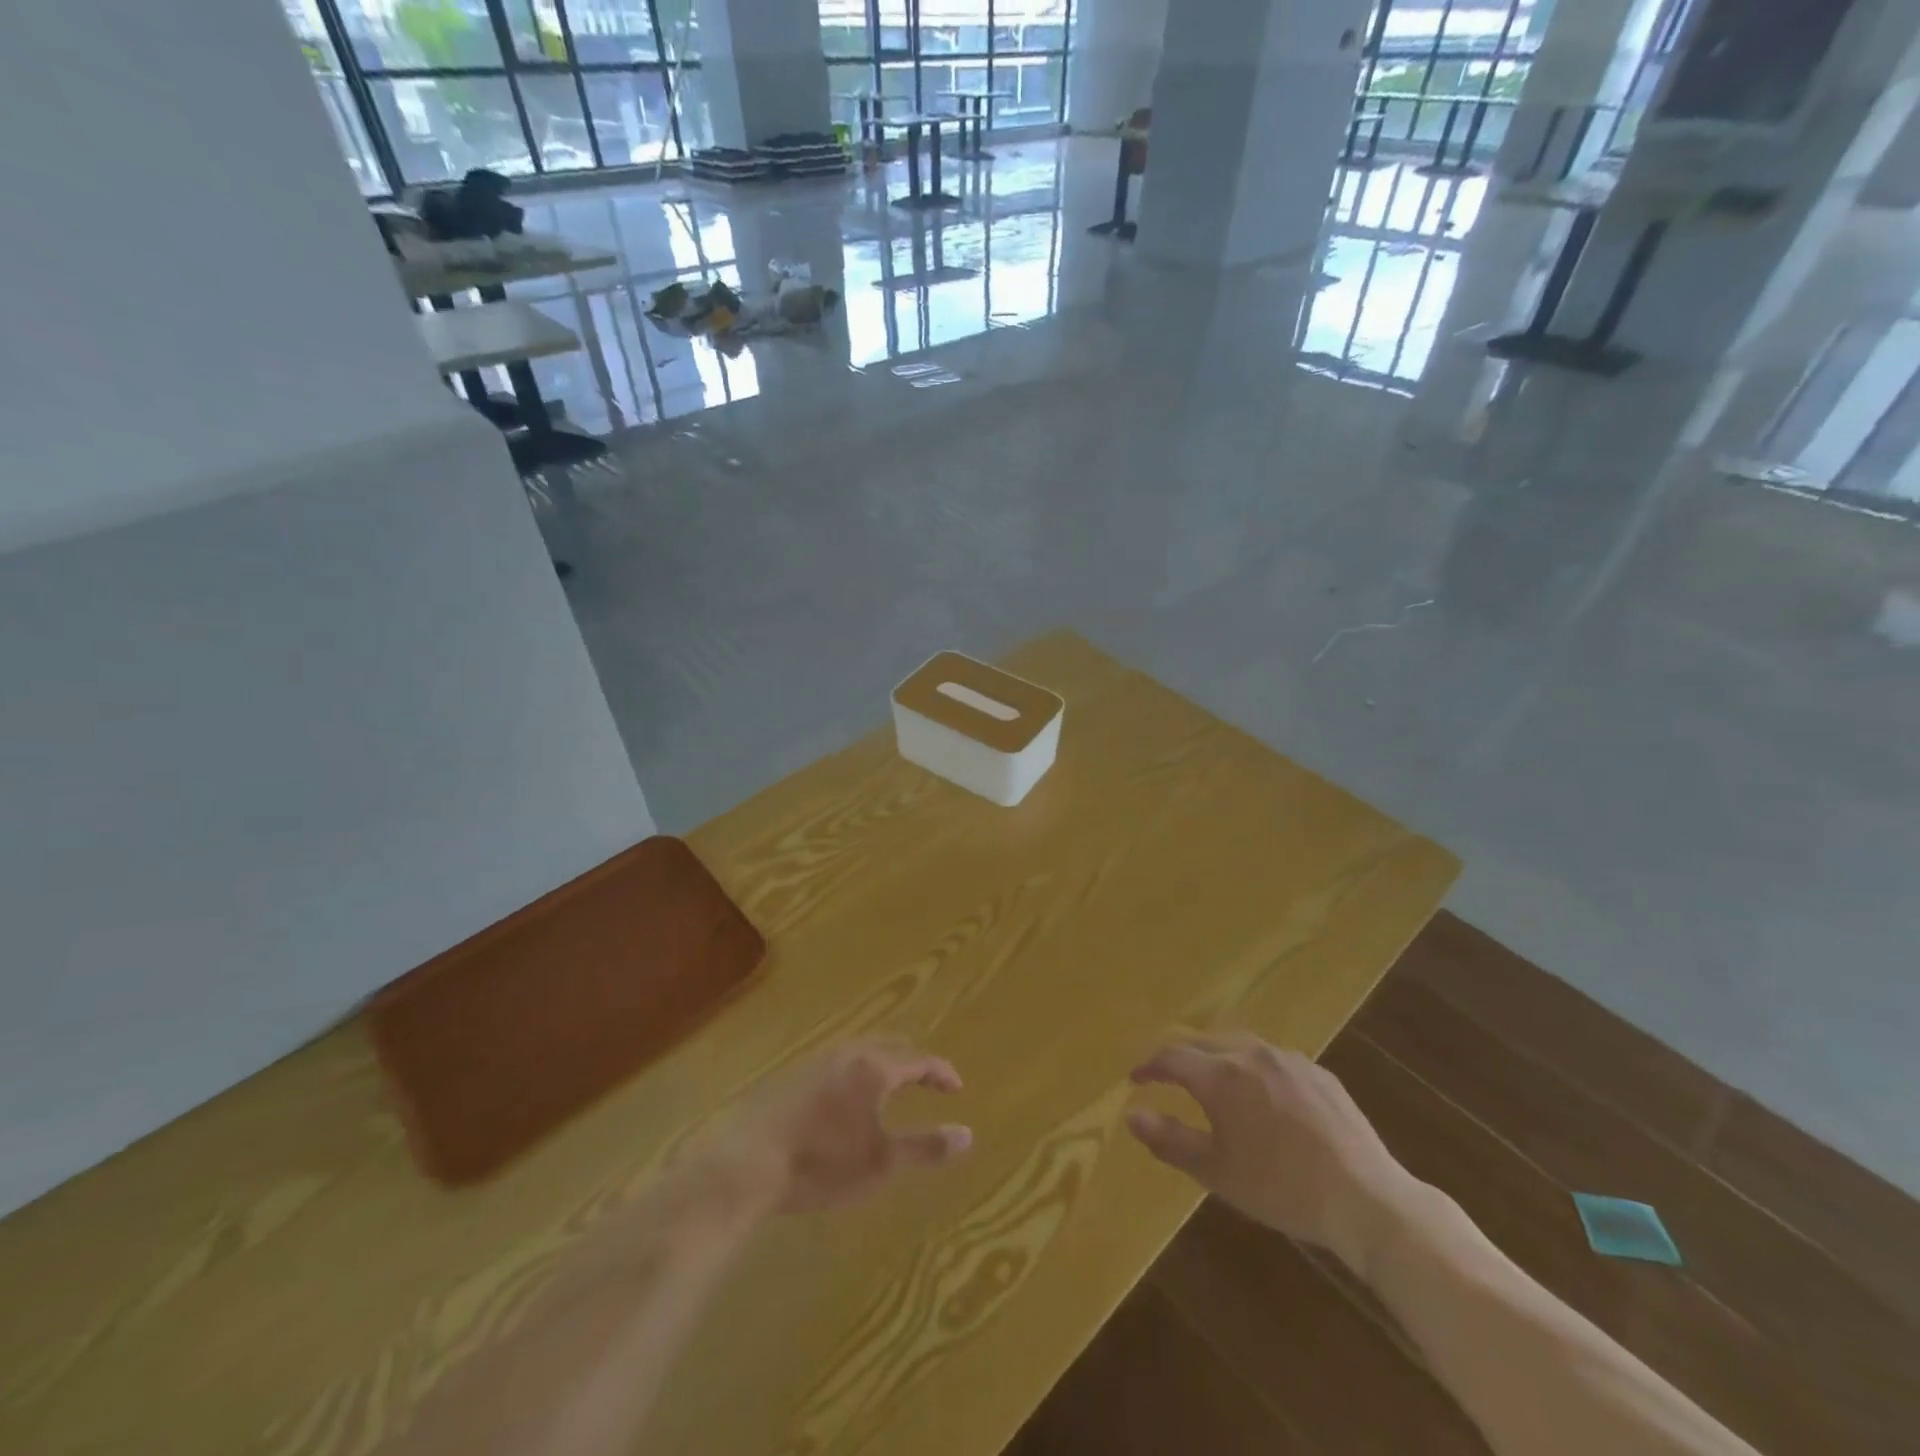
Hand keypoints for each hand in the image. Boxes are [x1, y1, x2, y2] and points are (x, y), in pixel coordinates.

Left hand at [679, 1038, 972, 1220]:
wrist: (746, 1163)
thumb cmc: (821, 1162)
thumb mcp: (881, 1162)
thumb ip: (926, 1147)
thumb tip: (967, 1135)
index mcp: (874, 1067)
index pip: (919, 1058)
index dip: (941, 1072)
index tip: (956, 1088)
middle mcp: (847, 1052)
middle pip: (889, 1044)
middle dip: (913, 1060)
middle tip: (928, 1080)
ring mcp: (815, 1060)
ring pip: (860, 1049)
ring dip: (883, 1062)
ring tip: (891, 1085)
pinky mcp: (790, 1075)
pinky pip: (836, 1061)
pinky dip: (856, 1070)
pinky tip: (846, 1096)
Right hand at [1126, 1034, 1419, 1271]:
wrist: (1366, 1199)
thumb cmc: (1281, 1188)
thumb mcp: (1216, 1171)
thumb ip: (1169, 1140)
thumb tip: (1130, 1115)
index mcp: (1221, 1075)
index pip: (1171, 1057)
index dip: (1148, 1066)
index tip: (1135, 1079)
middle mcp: (1251, 1054)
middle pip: (1202, 1042)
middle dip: (1179, 1056)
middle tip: (1166, 1074)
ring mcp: (1289, 1060)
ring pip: (1239, 1044)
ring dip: (1216, 1056)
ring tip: (1210, 1077)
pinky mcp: (1319, 1073)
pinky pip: (1273, 1058)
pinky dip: (1253, 1066)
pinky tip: (1262, 1092)